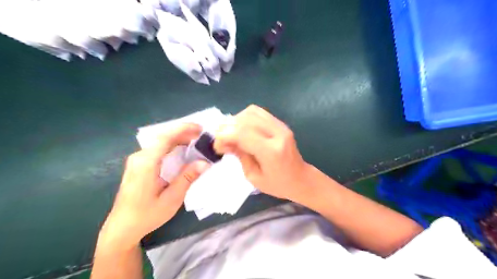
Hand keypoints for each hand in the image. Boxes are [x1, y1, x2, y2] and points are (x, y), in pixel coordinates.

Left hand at [97, 124, 209, 250]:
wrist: (122, 228)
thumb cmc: (147, 215)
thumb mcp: (171, 198)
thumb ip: (187, 178)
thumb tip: (205, 163)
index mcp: (146, 163)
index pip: (165, 138)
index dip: (183, 129)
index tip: (200, 128)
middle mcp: (139, 157)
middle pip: (163, 137)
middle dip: (183, 132)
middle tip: (202, 135)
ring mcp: (137, 160)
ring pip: (160, 142)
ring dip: (178, 138)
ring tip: (196, 140)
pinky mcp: (138, 165)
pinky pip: (157, 149)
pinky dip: (171, 145)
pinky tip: (182, 149)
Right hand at [214, 105, 309, 200]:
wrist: (301, 179)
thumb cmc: (277, 184)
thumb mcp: (253, 176)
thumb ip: (239, 155)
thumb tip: (224, 141)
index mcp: (271, 151)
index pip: (243, 133)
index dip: (224, 135)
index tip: (217, 145)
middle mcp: (277, 133)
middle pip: (246, 119)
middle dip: (227, 127)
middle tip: (221, 139)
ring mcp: (281, 126)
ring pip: (252, 112)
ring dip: (236, 120)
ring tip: (230, 133)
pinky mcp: (281, 123)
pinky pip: (259, 112)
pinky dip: (245, 117)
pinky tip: (241, 128)